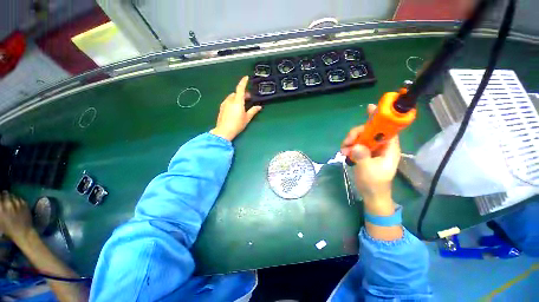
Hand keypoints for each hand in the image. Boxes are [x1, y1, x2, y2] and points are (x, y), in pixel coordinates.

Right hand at [0, 191, 33, 240]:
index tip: (0, 199)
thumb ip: (0, 210)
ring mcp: (17, 202)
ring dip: (10, 197)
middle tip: (3, 199)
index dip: (0, 197)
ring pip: (12, 195)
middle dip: (4, 196)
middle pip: (5, 194)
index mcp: (0, 207)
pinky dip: (17, 200)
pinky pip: (19, 198)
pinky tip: (16, 204)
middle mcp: (8, 203)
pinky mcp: (25, 203)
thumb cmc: (9, 229)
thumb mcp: (0, 219)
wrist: (23, 232)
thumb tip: (0, 205)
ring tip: (10, 202)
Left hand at [210, 76, 262, 140]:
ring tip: (242, 104)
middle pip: (236, 93)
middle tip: (249, 99)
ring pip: (232, 97)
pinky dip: (233, 101)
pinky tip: (235, 108)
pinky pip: (228, 101)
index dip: (243, 82)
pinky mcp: (222, 108)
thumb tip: (259, 107)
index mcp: (237, 101)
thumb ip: (253, 111)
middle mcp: (230, 100)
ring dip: (237, 97)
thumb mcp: (247, 118)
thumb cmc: (237, 124)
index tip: (246, 78)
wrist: (224, 131)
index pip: (240, 88)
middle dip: (243, 94)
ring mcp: (224, 103)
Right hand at [341, 104, 400, 213]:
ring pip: (361, 137)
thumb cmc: (374, 183)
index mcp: (389, 148)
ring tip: (343, 151)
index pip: (387, 129)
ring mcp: (372, 149)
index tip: (370, 109)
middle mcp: (381, 146)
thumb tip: (356, 146)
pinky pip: (356, 144)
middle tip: (347, 142)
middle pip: (369, 131)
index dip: (380, 117)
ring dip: (350, 141)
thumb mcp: (368, 170)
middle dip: (356, 134)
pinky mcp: (365, 153)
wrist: (371, 194)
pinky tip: (344, 152)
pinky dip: (349, 146)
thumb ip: (362, 156)